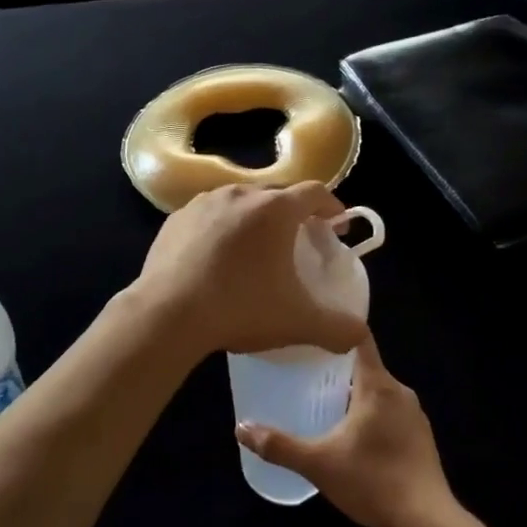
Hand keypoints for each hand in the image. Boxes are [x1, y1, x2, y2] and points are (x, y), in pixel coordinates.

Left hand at [133, 182, 370, 359]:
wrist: (167, 315)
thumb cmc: (240, 308)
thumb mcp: (298, 322)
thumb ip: (337, 328)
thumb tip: (359, 335)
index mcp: (275, 209)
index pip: (315, 192)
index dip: (332, 206)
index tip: (336, 226)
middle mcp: (240, 194)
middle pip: (277, 193)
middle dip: (293, 212)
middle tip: (300, 240)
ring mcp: (203, 203)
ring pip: (239, 201)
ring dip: (255, 218)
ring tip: (256, 249)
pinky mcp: (175, 219)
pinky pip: (208, 215)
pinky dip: (221, 229)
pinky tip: (217, 258)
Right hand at [235, 334, 456, 526]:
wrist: (427, 523)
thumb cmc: (372, 482)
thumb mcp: (318, 464)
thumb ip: (279, 445)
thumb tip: (240, 428)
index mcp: (378, 385)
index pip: (360, 338)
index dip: (337, 329)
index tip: (313, 330)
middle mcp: (400, 392)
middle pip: (366, 367)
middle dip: (338, 369)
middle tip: (305, 374)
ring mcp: (415, 415)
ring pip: (379, 393)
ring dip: (355, 396)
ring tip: (324, 405)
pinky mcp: (422, 438)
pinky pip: (391, 413)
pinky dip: (372, 417)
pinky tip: (354, 439)